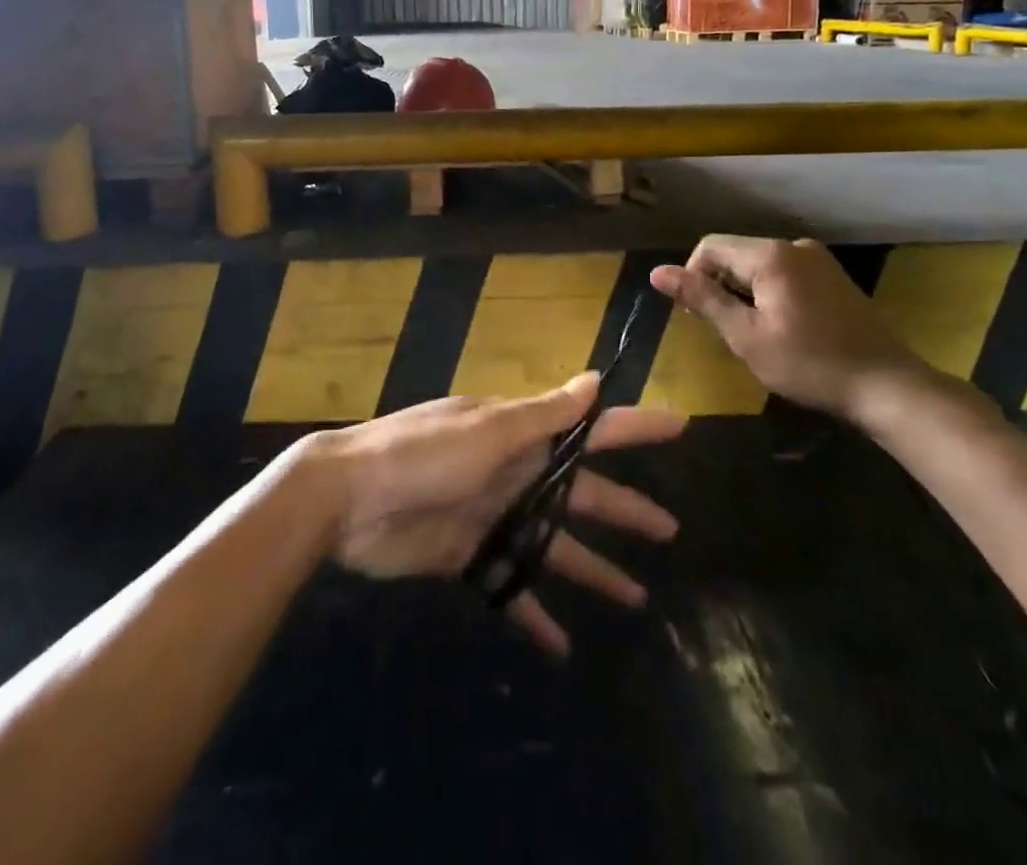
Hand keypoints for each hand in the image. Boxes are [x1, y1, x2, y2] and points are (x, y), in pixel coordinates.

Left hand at [307, 375, 684, 653]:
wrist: (348, 499)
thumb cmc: (421, 454)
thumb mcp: (487, 429)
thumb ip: (543, 414)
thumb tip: (594, 379)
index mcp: (519, 434)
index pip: (589, 428)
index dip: (634, 426)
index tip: (679, 425)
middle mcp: (512, 471)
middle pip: (581, 492)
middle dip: (624, 507)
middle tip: (671, 529)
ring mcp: (491, 514)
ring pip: (554, 543)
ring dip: (592, 567)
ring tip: (637, 598)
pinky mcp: (467, 554)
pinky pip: (510, 585)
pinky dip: (533, 612)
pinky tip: (562, 646)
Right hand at [650, 235, 940, 425]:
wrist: (888, 386)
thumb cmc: (810, 364)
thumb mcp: (746, 336)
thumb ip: (702, 299)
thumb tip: (657, 272)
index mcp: (770, 255)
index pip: (709, 247)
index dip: (692, 277)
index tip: (698, 317)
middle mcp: (793, 246)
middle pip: (734, 253)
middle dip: (719, 286)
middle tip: (726, 331)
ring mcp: (817, 259)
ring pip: (757, 265)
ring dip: (744, 293)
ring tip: (754, 333)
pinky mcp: (832, 276)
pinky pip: (783, 273)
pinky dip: (769, 293)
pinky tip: (782, 328)